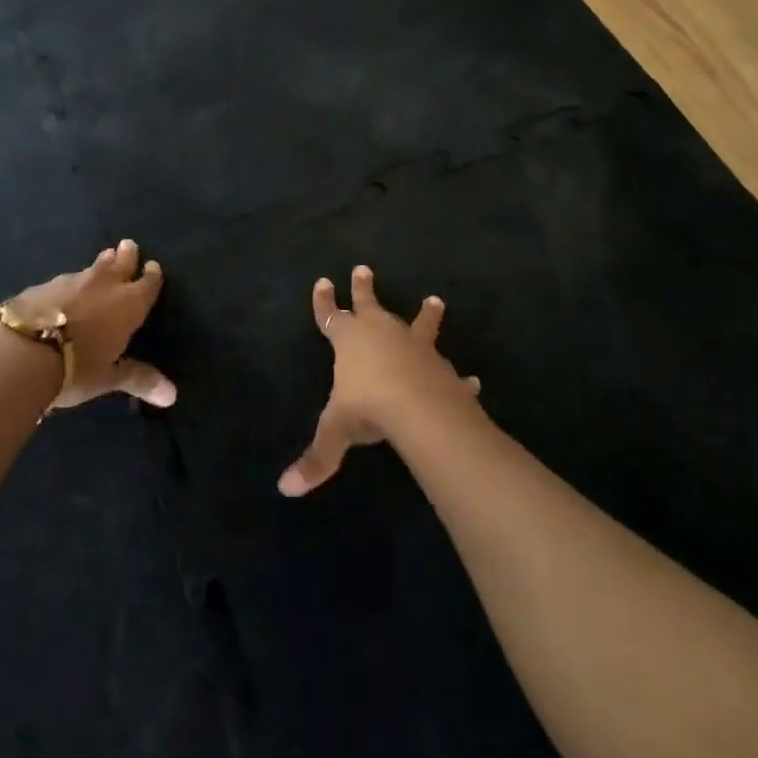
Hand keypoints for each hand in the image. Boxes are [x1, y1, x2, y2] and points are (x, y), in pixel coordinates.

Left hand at [7, 239, 175, 412]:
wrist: (21, 353)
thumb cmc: (75, 368)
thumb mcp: (108, 377)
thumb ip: (138, 379)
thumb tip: (173, 395)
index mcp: (127, 305)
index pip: (146, 285)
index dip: (152, 276)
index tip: (153, 265)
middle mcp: (102, 286)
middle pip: (120, 264)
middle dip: (126, 255)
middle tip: (129, 245)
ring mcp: (70, 282)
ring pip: (91, 268)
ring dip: (100, 264)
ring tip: (104, 258)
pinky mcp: (41, 287)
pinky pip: (63, 281)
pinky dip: (69, 284)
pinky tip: (63, 290)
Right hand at [278, 265, 480, 496]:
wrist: (417, 407)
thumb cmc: (366, 407)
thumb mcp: (335, 431)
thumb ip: (316, 458)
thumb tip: (285, 489)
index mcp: (350, 340)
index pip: (330, 316)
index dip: (325, 302)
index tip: (322, 281)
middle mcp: (382, 334)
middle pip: (370, 305)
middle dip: (363, 288)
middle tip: (363, 268)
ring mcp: (414, 347)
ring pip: (418, 324)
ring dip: (426, 315)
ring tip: (435, 300)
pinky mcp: (440, 366)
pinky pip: (449, 369)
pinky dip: (459, 376)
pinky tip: (472, 380)